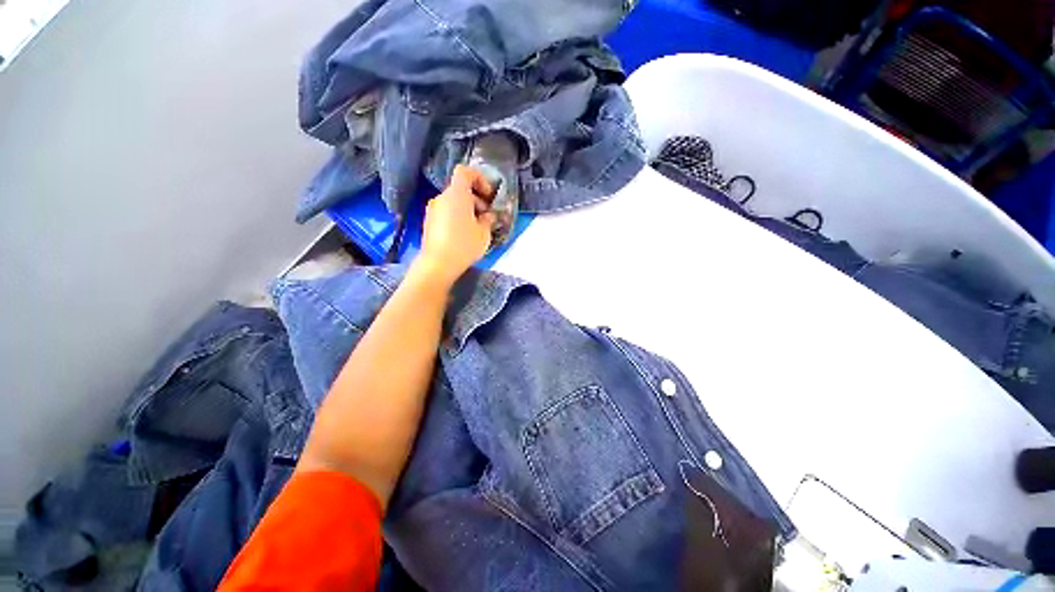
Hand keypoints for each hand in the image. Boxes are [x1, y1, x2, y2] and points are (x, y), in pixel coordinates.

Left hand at [417, 165, 495, 284]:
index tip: (488, 195)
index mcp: (456, 194)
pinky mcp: (429, 222)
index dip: (479, 179)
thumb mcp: (484, 233)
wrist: (438, 264)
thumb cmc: (464, 244)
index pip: (465, 172)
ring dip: (467, 210)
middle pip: (460, 189)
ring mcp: (433, 210)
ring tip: (476, 228)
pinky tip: (464, 235)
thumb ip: (488, 220)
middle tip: (486, 216)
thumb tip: (488, 216)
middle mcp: (442, 198)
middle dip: (476, 199)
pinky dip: (456, 217)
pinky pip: (446, 213)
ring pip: (453, 202)